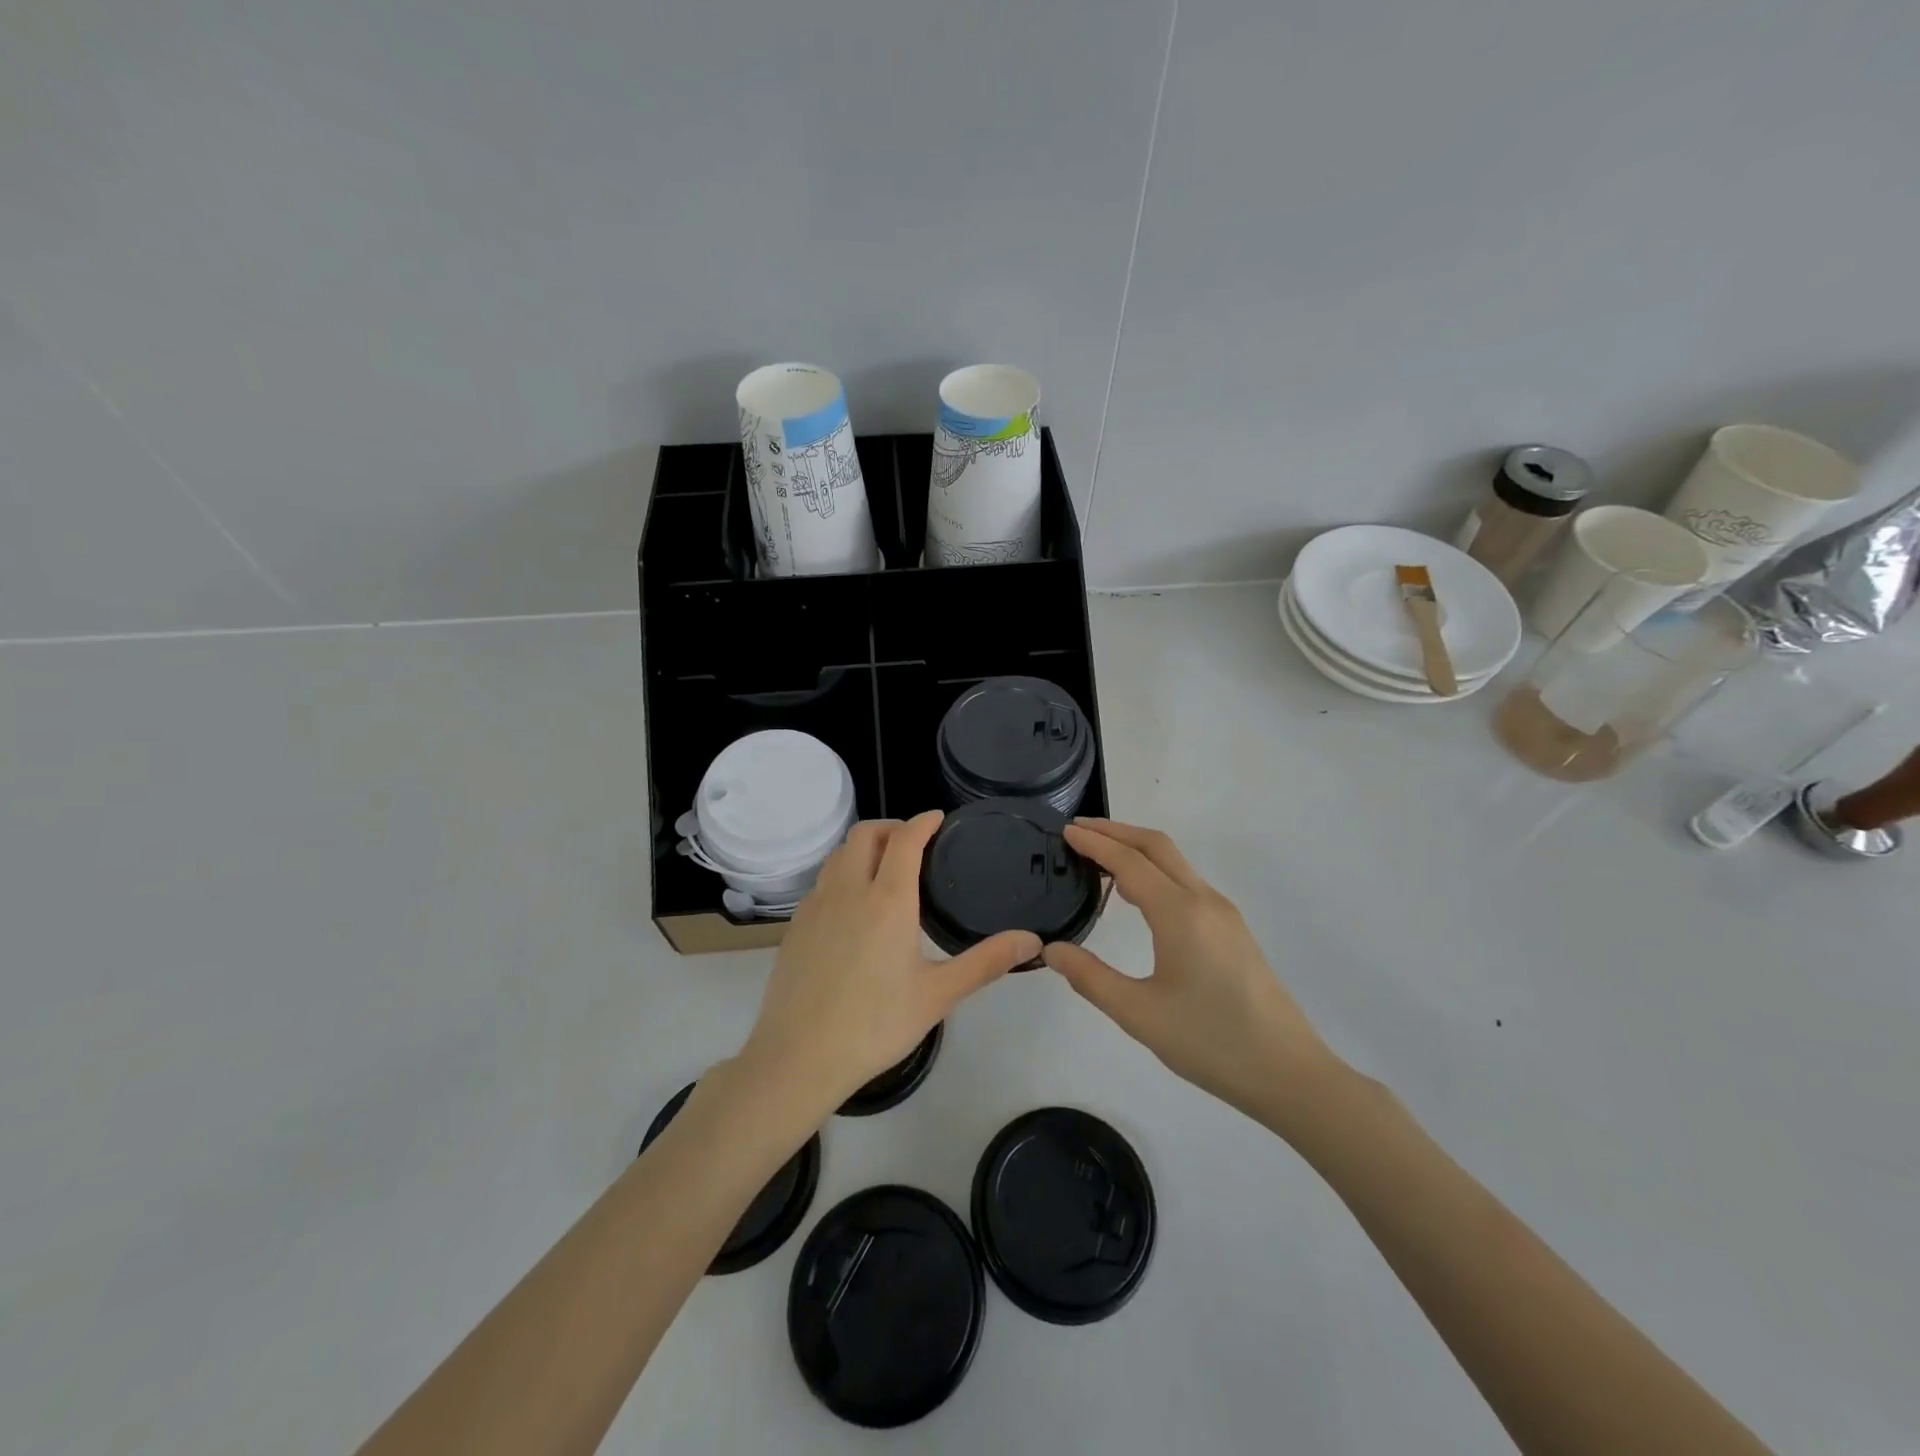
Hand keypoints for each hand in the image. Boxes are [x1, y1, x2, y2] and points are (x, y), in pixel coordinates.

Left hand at [738, 811, 1039, 1118]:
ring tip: (884, 868)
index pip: (905, 839)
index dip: (923, 821)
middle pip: (865, 834)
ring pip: (838, 855)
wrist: (798, 1057)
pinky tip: (854, 907)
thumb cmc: (875, 1024)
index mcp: (887, 900)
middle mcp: (848, 890)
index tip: (938, 819)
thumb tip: (1032, 940)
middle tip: (914, 843)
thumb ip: (986, 962)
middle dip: (891, 827)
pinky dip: (843, 874)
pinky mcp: (795, 926)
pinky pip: (822, 882)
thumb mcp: (938, 995)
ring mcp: (815, 906)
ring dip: (863, 848)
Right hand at [1042, 819, 1337, 1131]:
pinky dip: (1156, 871)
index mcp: (1180, 913)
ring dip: (1137, 850)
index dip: (1094, 843)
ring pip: (1175, 862)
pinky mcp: (1233, 930)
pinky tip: (1138, 895)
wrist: (1288, 1073)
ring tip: (1100, 858)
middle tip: (1079, 831)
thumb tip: (1051, 950)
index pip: (1129, 862)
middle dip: (1116, 832)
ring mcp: (1224, 913)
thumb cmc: (1210, 1042)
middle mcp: (1204, 900)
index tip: (1065, 831)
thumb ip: (1090, 977)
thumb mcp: (1138, 1014)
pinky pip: (1187, 882)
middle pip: (1156, 846)